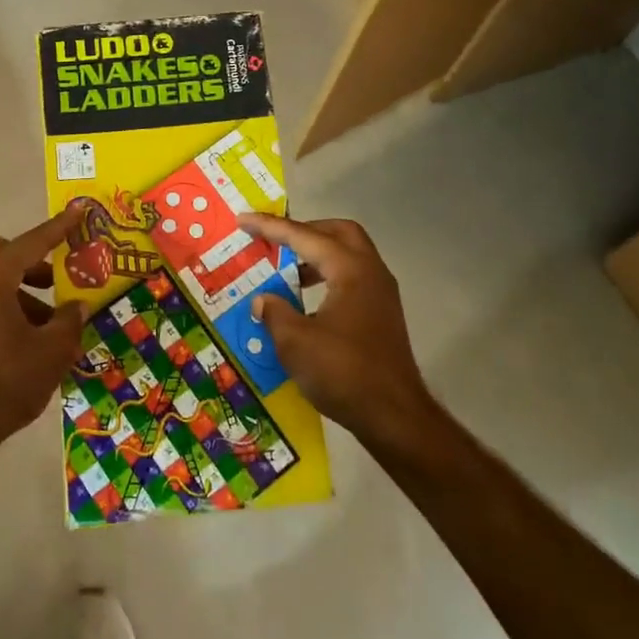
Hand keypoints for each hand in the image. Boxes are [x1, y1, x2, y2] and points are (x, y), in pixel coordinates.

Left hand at [0, 206, 87, 468]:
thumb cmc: (5, 380)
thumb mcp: (51, 350)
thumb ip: (69, 320)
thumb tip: (77, 306)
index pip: (35, 241)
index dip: (61, 227)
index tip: (80, 210)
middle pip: (7, 254)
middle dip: (36, 262)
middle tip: (60, 280)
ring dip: (25, 291)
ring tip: (52, 323)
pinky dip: (9, 307)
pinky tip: (29, 341)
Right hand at [240, 214, 438, 453]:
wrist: (395, 418)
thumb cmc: (343, 372)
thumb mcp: (295, 342)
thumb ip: (275, 312)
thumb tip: (263, 300)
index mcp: (350, 269)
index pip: (304, 236)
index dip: (270, 227)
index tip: (243, 220)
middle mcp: (370, 272)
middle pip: (338, 233)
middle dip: (304, 231)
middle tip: (276, 241)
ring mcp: (381, 294)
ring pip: (348, 255)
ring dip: (317, 256)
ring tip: (286, 272)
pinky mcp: (382, 315)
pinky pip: (352, 278)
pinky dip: (327, 277)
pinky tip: (306, 302)